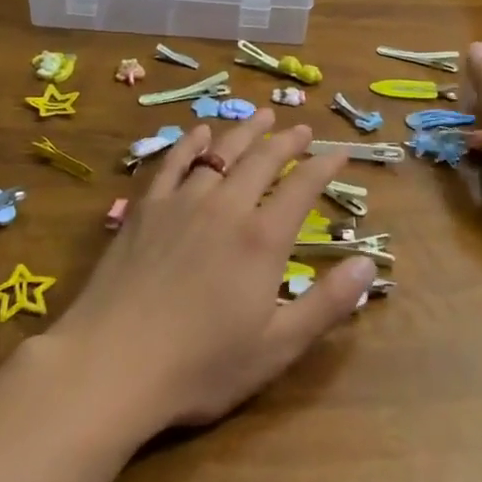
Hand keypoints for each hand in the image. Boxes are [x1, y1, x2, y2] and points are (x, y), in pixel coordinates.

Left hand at [46, 110, 373, 433]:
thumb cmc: (201, 365)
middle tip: (303, 130)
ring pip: (221, 153)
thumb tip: (369, 264)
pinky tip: (200, 132)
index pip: (302, 188)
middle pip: (263, 160)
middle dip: (288, 142)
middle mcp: (226, 208)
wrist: (112, 364)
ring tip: (263, 116)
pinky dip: (190, 143)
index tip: (340, 153)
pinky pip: (173, 163)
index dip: (325, 167)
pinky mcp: (145, 209)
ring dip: (246, 132)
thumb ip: (327, 303)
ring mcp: (182, 203)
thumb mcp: (277, 346)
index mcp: (262, 239)